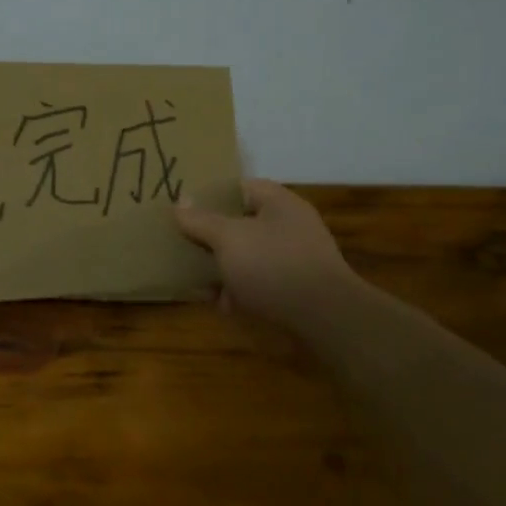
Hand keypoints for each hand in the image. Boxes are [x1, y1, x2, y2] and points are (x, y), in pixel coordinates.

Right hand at [174, 180, 357, 329]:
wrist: (325, 318)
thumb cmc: (272, 266)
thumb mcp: (228, 238)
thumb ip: (201, 220)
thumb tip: (180, 202)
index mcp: (278, 202)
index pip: (240, 187)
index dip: (211, 196)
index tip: (185, 210)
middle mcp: (291, 225)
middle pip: (243, 223)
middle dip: (213, 237)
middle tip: (186, 246)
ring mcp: (297, 257)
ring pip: (250, 255)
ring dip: (225, 267)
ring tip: (199, 281)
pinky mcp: (298, 287)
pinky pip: (262, 281)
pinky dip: (242, 290)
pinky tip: (224, 305)